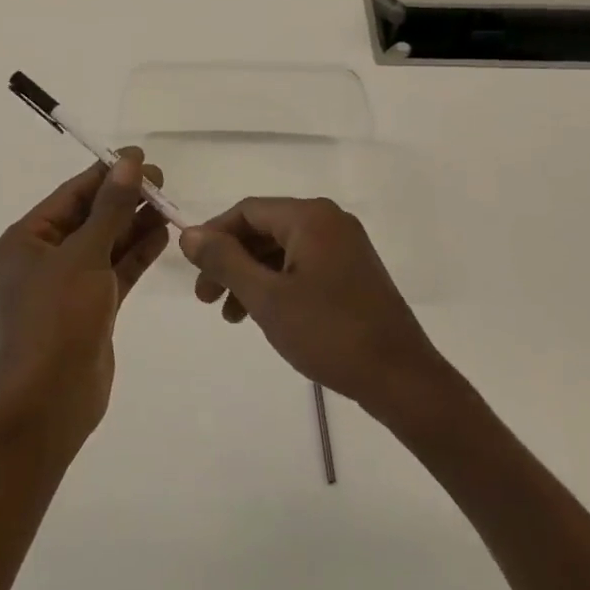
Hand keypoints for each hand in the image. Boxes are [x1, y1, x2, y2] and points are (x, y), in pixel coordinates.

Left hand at [0, 150, 169, 447]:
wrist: (50, 402)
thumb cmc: (57, 319)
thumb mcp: (84, 256)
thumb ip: (110, 209)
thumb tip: (129, 163)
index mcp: (27, 240)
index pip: (72, 195)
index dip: (106, 174)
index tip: (140, 157)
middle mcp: (44, 258)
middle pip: (90, 217)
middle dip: (124, 199)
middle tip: (163, 181)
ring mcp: (68, 285)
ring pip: (106, 244)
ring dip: (134, 224)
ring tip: (168, 204)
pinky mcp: (91, 308)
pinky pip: (115, 271)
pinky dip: (136, 254)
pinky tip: (162, 235)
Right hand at [179, 197, 442, 414]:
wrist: (401, 379)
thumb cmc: (329, 333)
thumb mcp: (267, 298)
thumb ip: (225, 261)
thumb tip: (189, 234)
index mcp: (310, 217)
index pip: (247, 211)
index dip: (214, 236)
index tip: (193, 271)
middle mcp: (329, 221)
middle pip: (264, 229)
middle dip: (230, 261)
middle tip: (207, 299)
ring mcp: (345, 245)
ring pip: (281, 250)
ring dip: (251, 276)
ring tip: (232, 316)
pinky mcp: (352, 271)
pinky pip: (302, 265)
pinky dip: (277, 284)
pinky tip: (264, 314)